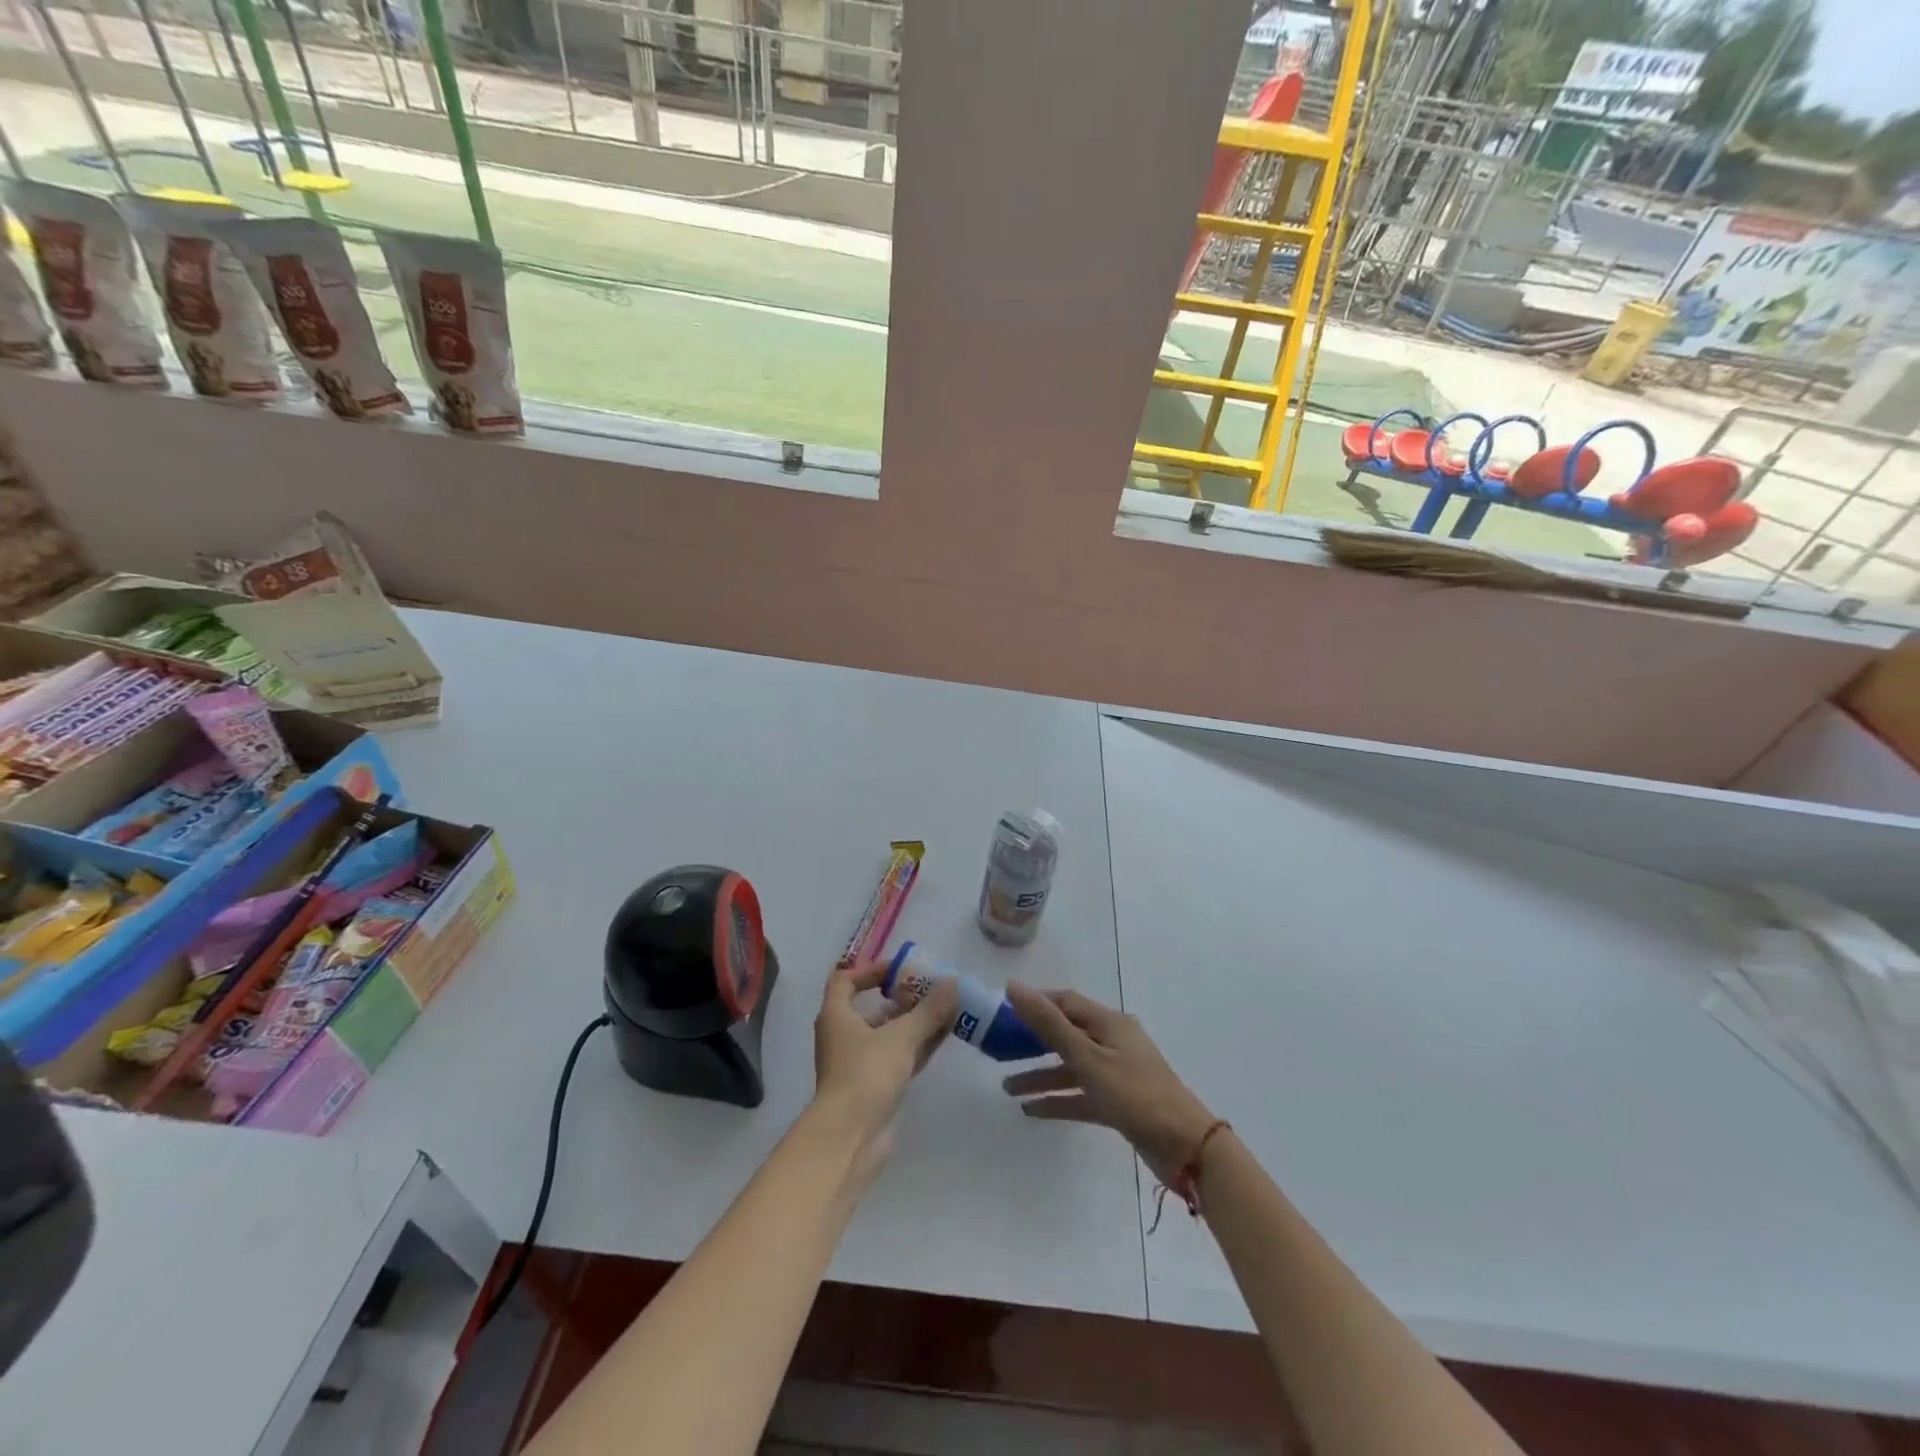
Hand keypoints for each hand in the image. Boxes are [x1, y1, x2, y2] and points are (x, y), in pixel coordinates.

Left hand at [811, 960, 956, 1158]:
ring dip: (914, 1023)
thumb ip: (928, 1009)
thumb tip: (952, 983)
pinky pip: (896, 1058)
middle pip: (871, 1008)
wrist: (850, 1138)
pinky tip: (941, 1039)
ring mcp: (857, 1064)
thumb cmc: (866, 1073)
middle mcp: (842, 1036)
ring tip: (945, 1011)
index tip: (900, 970)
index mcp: (836, 1016)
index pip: (844, 980)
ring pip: (887, 1035)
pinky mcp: (873, 1088)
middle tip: (931, 991)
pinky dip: (916, 1047)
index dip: (870, 970)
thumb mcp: (902, 1036)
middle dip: (902, 999)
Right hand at [1002, 985, 1216, 1184]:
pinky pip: (1080, 1094)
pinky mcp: (1118, 1103)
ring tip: (1008, 1088)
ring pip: (1071, 1068)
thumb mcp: (1087, 1057)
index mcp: (1109, 1023)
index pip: (1066, 1002)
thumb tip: (1014, 987)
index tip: (1003, 1012)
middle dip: (1033, 1042)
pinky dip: (1058, 1099)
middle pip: (1066, 1034)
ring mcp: (1117, 1074)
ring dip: (1041, 1075)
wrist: (1185, 1147)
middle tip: (1000, 1049)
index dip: (1036, 1004)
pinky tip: (1032, 1110)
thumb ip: (1049, 1024)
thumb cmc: (1134, 1094)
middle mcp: (1113, 1042)